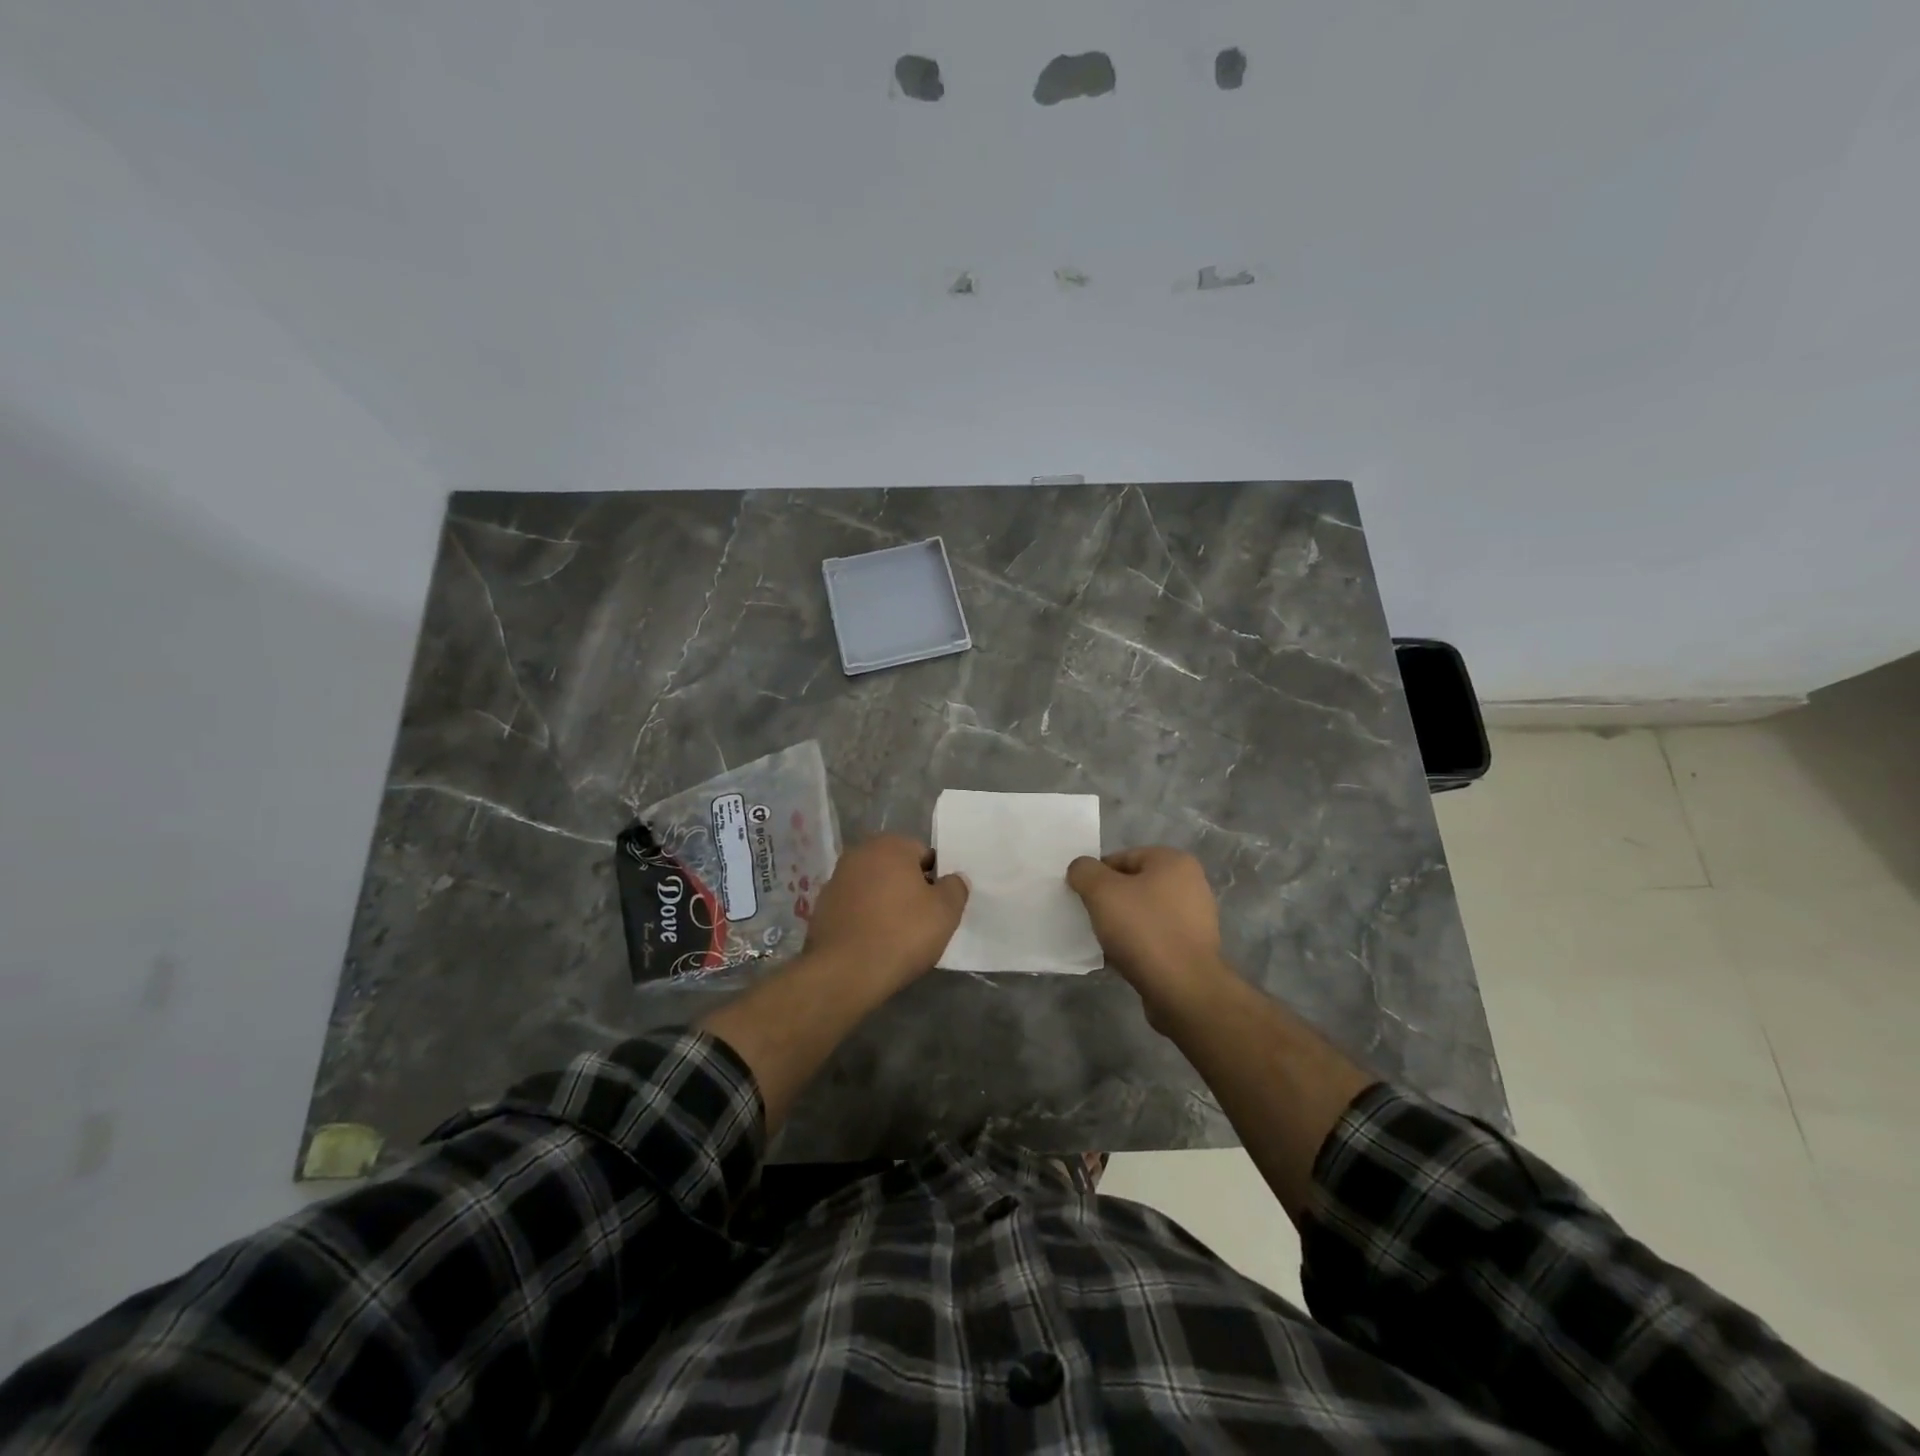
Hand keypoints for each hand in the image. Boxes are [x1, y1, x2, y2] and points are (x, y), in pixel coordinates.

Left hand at [803, 834, 968, 988]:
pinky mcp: (822, 906)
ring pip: (874, 887)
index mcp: (890, 845)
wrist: (844, 972)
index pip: (924, 854)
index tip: (938, 906)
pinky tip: (872, 942)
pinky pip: (854, 907)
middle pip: (896, 868)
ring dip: (885, 902)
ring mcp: (836, 879)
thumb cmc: (902, 934)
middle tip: (921, 921)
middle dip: (909, 888)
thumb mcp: (945, 912)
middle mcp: (859, 853)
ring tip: (896, 935)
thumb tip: (954, 879)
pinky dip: (865, 918)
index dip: (935, 880)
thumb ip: (955, 888)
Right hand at [1067, 846, 1233, 1024]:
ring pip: (1143, 914)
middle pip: (1134, 886)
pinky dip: (1137, 946)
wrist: (1183, 989)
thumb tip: (1081, 869)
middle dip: (1110, 902)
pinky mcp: (1193, 949)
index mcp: (1174, 862)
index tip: (1084, 899)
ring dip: (1122, 926)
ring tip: (1105, 943)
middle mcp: (1191, 885)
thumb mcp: (1101, 891)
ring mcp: (1195, 919)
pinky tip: (1121, 960)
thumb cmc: (1143, 930)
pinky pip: (1155, 939)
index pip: (1123, 858)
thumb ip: (1084, 871)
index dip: (1097, 876)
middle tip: (1092, 919)